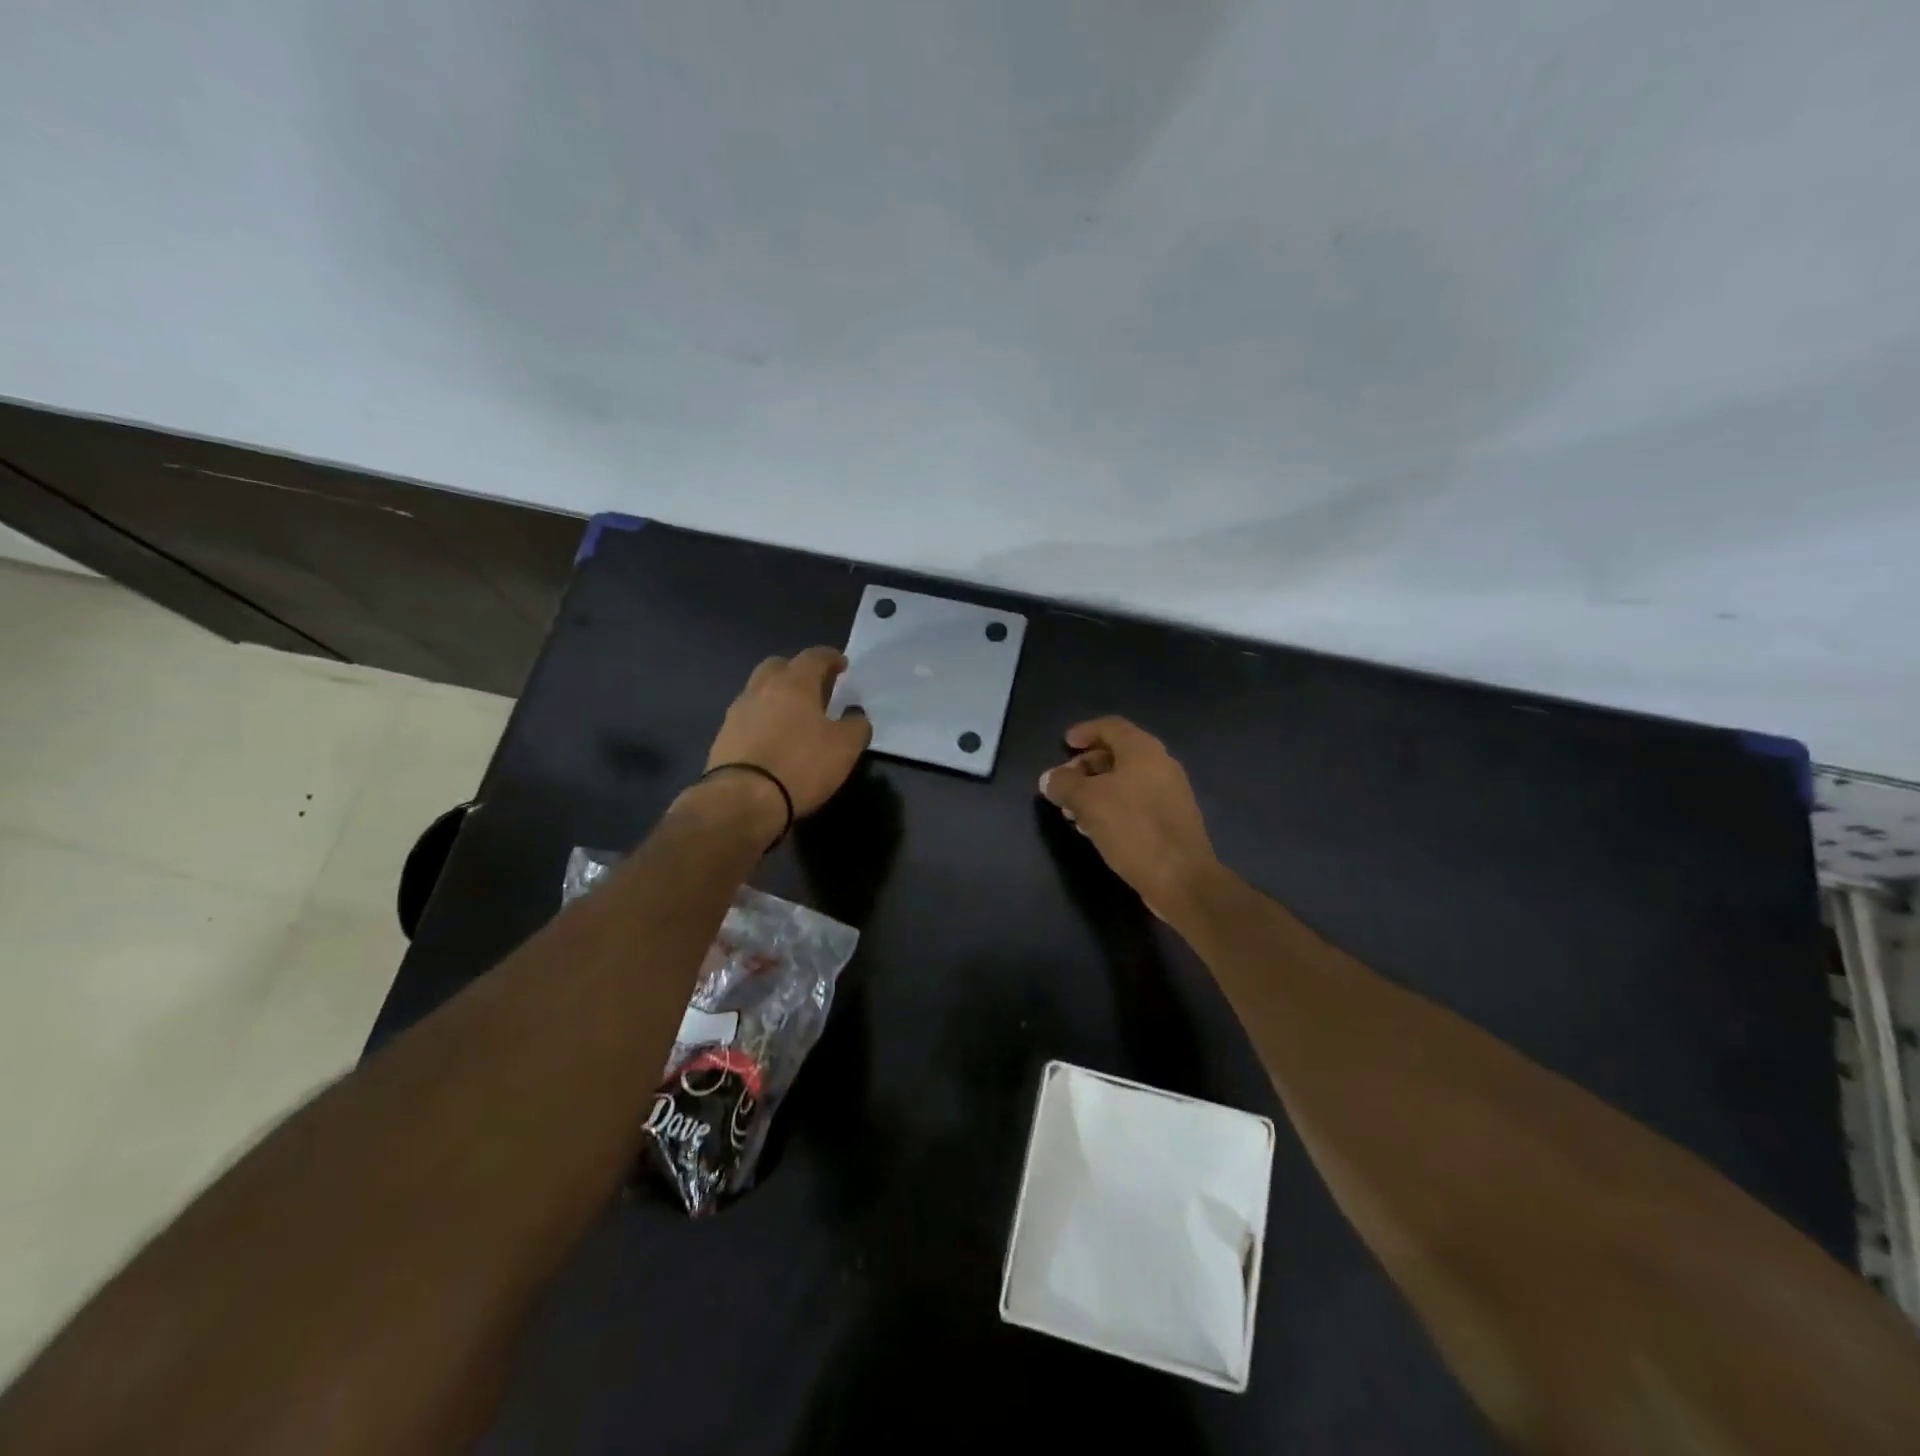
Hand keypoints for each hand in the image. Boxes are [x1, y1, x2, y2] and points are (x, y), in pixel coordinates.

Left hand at [704, 647, 872, 816]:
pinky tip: (773, 739)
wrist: (743, 799)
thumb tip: (856, 717)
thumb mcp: (845, 748)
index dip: (830, 658)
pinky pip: (748, 717)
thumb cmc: (801, 765)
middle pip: (779, 666)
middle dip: (797, 671)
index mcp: (794, 683)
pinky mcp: (723, 736)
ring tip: (793, 716)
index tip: (841, 665)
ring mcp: (738, 711)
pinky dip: (762, 720)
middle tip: (814, 687)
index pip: (814, 656)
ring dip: (776, 696)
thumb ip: (856, 726)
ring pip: (759, 691)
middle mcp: (762, 688)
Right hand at [1039, 717, 1220, 920]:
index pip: (1111, 726)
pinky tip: (1096, 828)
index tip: (1065, 744)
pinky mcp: (1172, 820)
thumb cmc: (1132, 829)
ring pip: (1126, 780)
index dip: (1085, 731)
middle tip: (1064, 783)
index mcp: (1143, 750)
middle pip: (1118, 753)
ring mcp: (1170, 793)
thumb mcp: (1087, 802)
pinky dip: (1113, 806)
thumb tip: (1049, 778)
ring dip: (1097, 789)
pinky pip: (1137, 802)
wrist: (1182, 878)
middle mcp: (1161, 764)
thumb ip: (1064, 784)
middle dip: (1087, 765)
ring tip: (1073, 810)